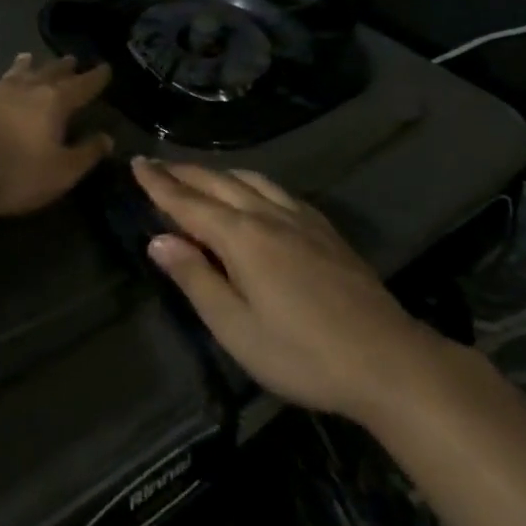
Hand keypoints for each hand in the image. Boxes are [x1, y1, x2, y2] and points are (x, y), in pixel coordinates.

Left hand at [0, 55, 113, 216]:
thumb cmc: (12, 171)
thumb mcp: (59, 172)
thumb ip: (85, 154)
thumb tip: (106, 137)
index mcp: (53, 102)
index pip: (81, 86)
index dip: (95, 78)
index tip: (105, 68)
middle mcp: (26, 89)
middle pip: (50, 73)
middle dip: (64, 68)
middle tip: (73, 59)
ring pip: (18, 73)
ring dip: (29, 66)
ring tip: (30, 57)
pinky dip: (6, 78)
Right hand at [132, 159, 448, 422]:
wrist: (390, 362)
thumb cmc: (302, 353)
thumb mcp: (236, 328)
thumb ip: (196, 279)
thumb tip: (158, 240)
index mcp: (242, 237)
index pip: (188, 202)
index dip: (158, 184)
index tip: (136, 163)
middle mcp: (269, 216)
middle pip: (217, 183)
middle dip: (183, 173)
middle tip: (156, 165)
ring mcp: (302, 220)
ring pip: (251, 181)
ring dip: (217, 174)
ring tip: (199, 176)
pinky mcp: (326, 231)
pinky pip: (279, 191)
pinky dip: (252, 183)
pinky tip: (256, 195)